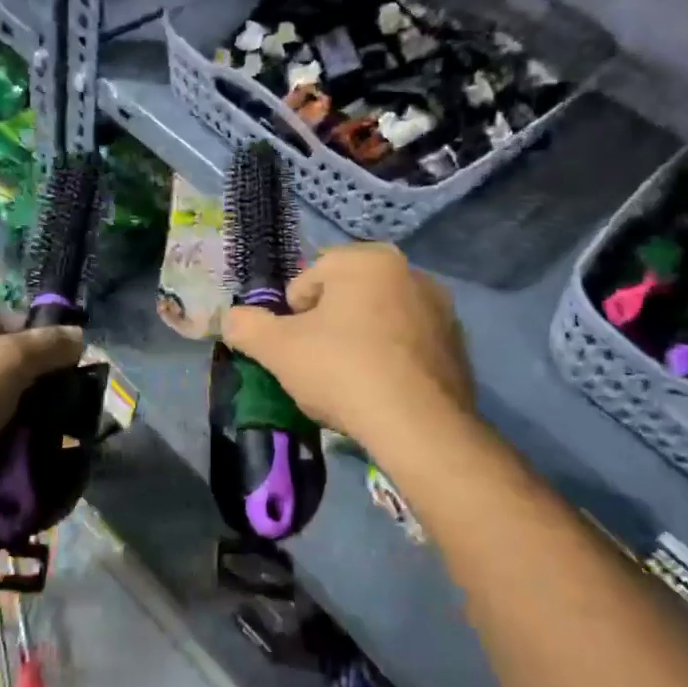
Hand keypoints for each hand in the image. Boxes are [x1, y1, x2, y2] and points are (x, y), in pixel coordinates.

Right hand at [222, 244, 473, 452]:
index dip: (292, 317)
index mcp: (368, 260)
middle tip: (320, 366)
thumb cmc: (342, 370)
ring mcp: (440, 309)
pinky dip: (392, 360)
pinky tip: (383, 392)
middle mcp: (410, 272)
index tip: (296, 350)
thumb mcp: (278, 349)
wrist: (419, 426)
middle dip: (329, 326)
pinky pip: (408, 345)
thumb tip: (230, 318)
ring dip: (361, 341)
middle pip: (347, 298)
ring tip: (352, 383)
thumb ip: (247, 327)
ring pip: (379, 320)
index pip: (309, 280)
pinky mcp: (457, 345)